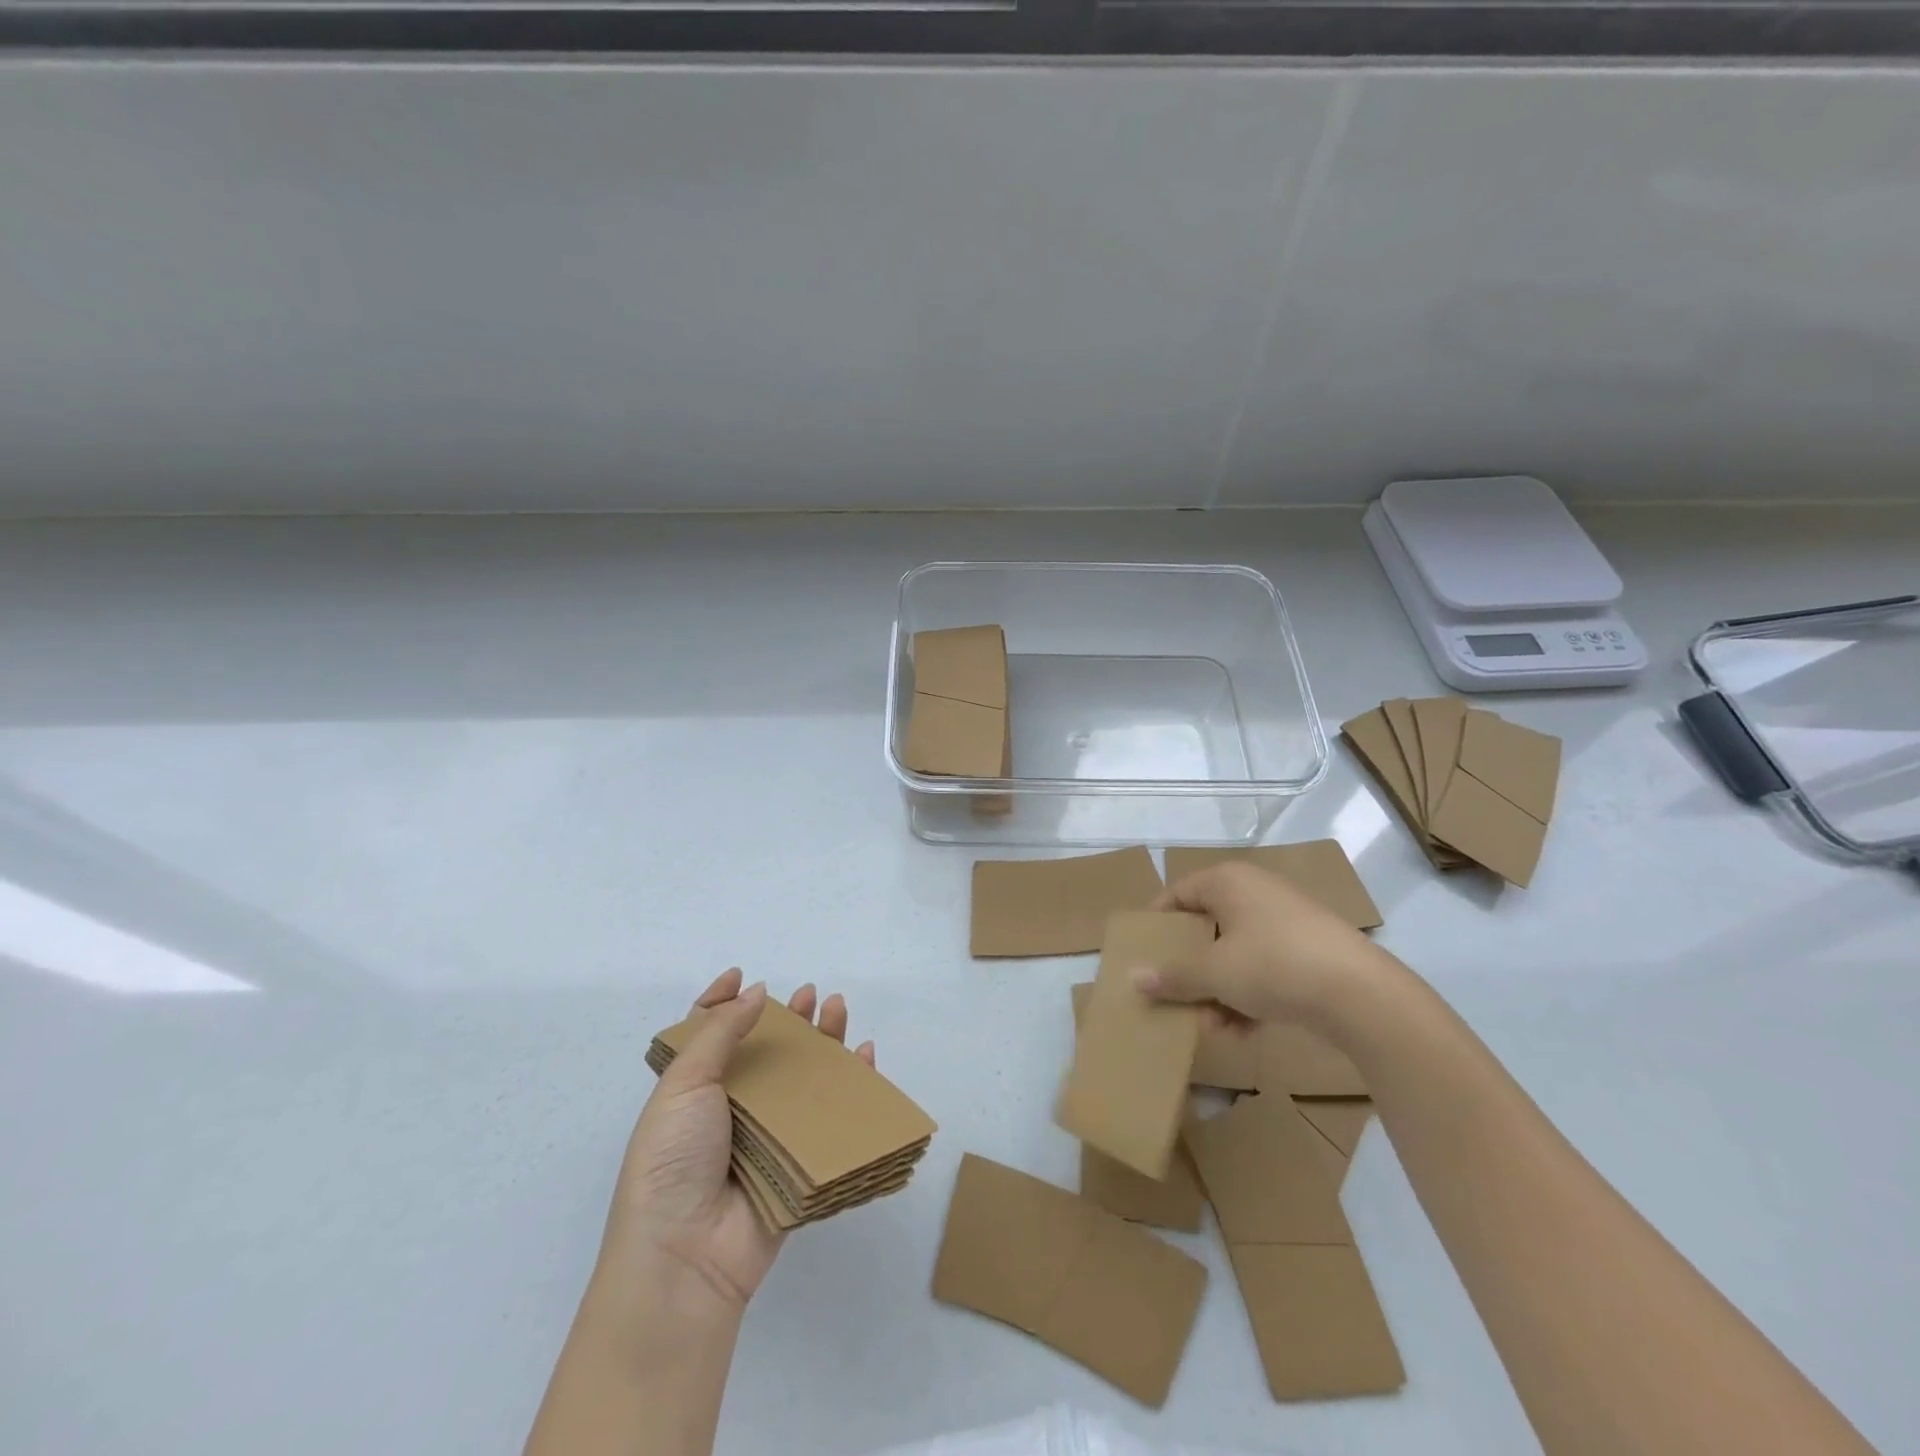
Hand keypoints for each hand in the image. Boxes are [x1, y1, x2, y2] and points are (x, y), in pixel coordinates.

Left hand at [598, 969, 874, 1319]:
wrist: (685, 1258)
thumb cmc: (672, 1160)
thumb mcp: (683, 1085)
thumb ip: (720, 1033)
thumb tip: (756, 991)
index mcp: (691, 1090)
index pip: (706, 1034)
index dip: (721, 1002)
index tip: (742, 976)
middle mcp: (729, 1109)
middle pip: (765, 1052)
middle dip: (788, 1019)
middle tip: (811, 995)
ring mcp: (766, 1137)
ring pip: (801, 1079)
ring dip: (822, 1043)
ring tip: (838, 1010)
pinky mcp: (799, 1164)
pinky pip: (830, 1118)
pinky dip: (851, 1087)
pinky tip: (864, 1059)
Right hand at [1140, 861, 1399, 1029]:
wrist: (1362, 995)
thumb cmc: (1275, 965)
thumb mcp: (1215, 974)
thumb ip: (1173, 976)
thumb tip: (1133, 978)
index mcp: (1228, 881)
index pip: (1176, 893)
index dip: (1157, 924)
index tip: (1144, 955)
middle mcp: (1255, 891)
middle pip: (1206, 928)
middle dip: (1191, 969)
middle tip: (1177, 997)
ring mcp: (1285, 920)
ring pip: (1234, 953)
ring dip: (1218, 990)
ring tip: (1214, 1026)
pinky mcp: (1308, 949)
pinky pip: (1263, 967)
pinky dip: (1249, 995)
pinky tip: (1244, 1031)